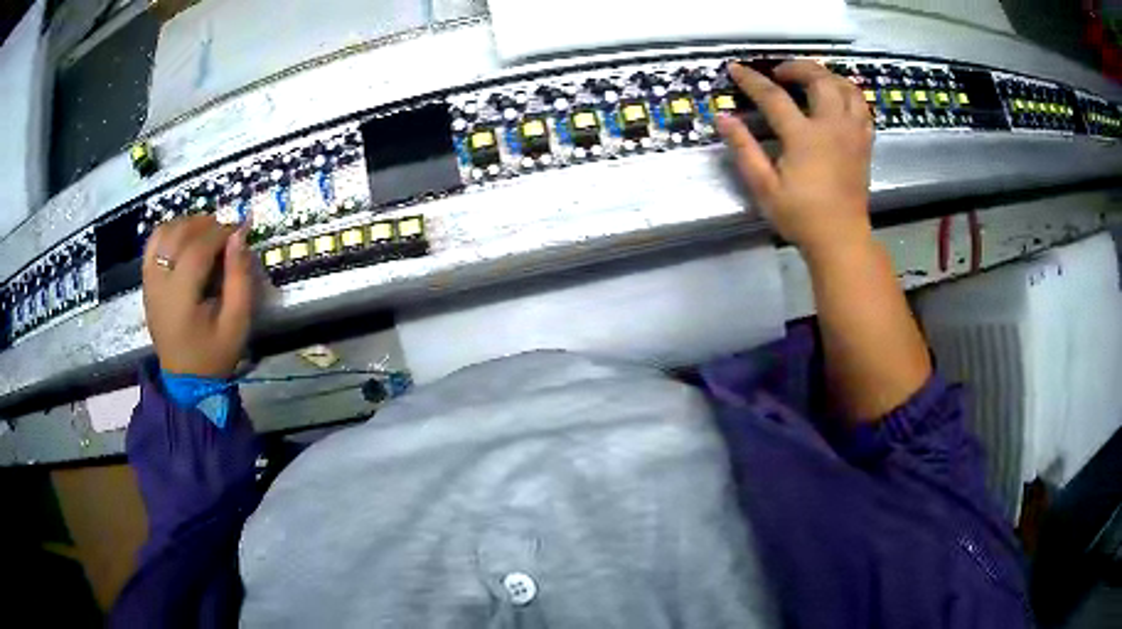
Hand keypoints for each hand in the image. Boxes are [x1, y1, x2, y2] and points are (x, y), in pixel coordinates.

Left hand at [142, 216, 254, 377]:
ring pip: (162, 233)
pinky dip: (170, 234)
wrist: (185, 380)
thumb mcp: (236, 323)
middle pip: (177, 235)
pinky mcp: (147, 283)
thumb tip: (239, 235)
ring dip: (186, 225)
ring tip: (205, 234)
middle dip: (204, 225)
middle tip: (224, 233)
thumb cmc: (214, 355)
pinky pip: (153, 244)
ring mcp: (149, 282)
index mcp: (180, 299)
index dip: (220, 233)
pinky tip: (186, 241)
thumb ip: (239, 278)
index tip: (239, 231)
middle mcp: (159, 285)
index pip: (197, 249)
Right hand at [716, 60, 874, 256]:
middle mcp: (833, 127)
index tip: (735, 69)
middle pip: (819, 79)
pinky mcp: (865, 144)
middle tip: (780, 73)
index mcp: (805, 137)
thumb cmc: (801, 216)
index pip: (774, 96)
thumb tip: (723, 118)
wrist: (841, 239)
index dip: (751, 80)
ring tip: (812, 80)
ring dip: (828, 76)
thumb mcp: (764, 187)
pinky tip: (837, 100)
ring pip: (847, 88)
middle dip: (797, 67)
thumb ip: (744, 149)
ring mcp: (853, 134)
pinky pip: (862, 108)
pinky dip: (849, 95)